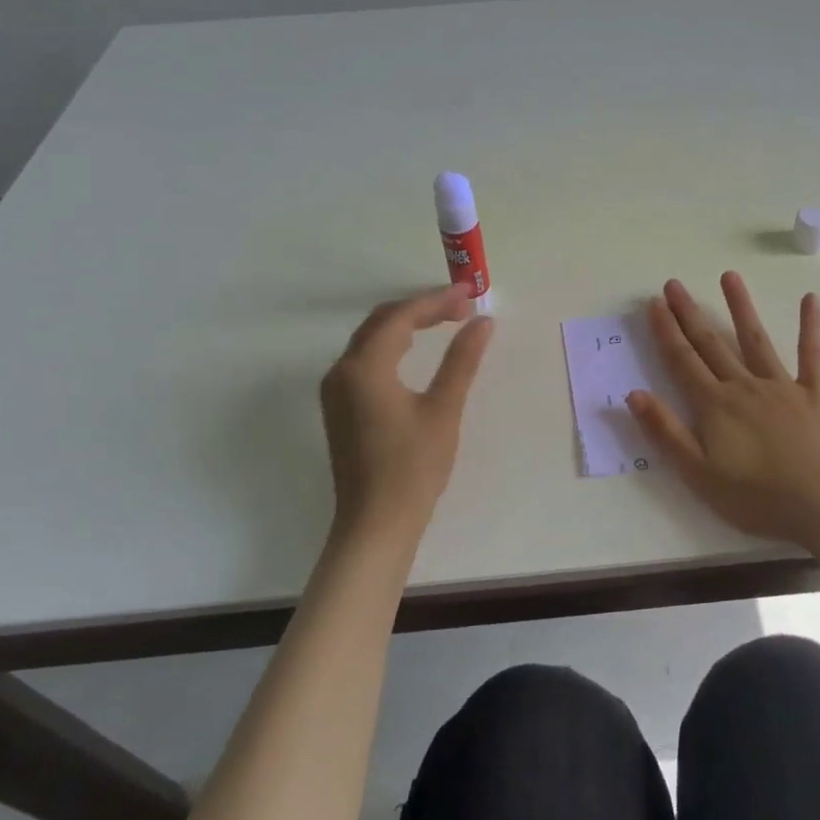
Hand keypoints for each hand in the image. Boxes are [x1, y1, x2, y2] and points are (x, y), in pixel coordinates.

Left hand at [320, 285, 493, 541]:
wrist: (376, 524)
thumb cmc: (413, 467)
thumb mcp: (444, 409)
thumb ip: (461, 360)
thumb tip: (483, 322)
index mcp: (364, 368)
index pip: (400, 318)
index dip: (436, 302)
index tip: (470, 296)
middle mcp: (341, 371)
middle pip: (381, 322)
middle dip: (421, 309)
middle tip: (461, 306)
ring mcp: (336, 391)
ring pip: (371, 339)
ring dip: (406, 325)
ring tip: (445, 321)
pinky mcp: (340, 407)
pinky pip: (365, 359)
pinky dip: (392, 346)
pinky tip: (415, 351)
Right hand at [626, 273, 819, 552]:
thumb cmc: (757, 498)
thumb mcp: (698, 474)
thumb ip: (665, 431)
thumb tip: (633, 393)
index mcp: (715, 406)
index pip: (682, 361)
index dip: (666, 332)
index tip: (654, 304)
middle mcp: (744, 386)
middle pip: (711, 344)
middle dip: (690, 313)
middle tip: (674, 284)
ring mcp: (782, 386)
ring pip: (755, 339)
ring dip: (740, 307)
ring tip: (729, 276)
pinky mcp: (816, 394)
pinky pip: (812, 355)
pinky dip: (810, 327)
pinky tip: (810, 299)